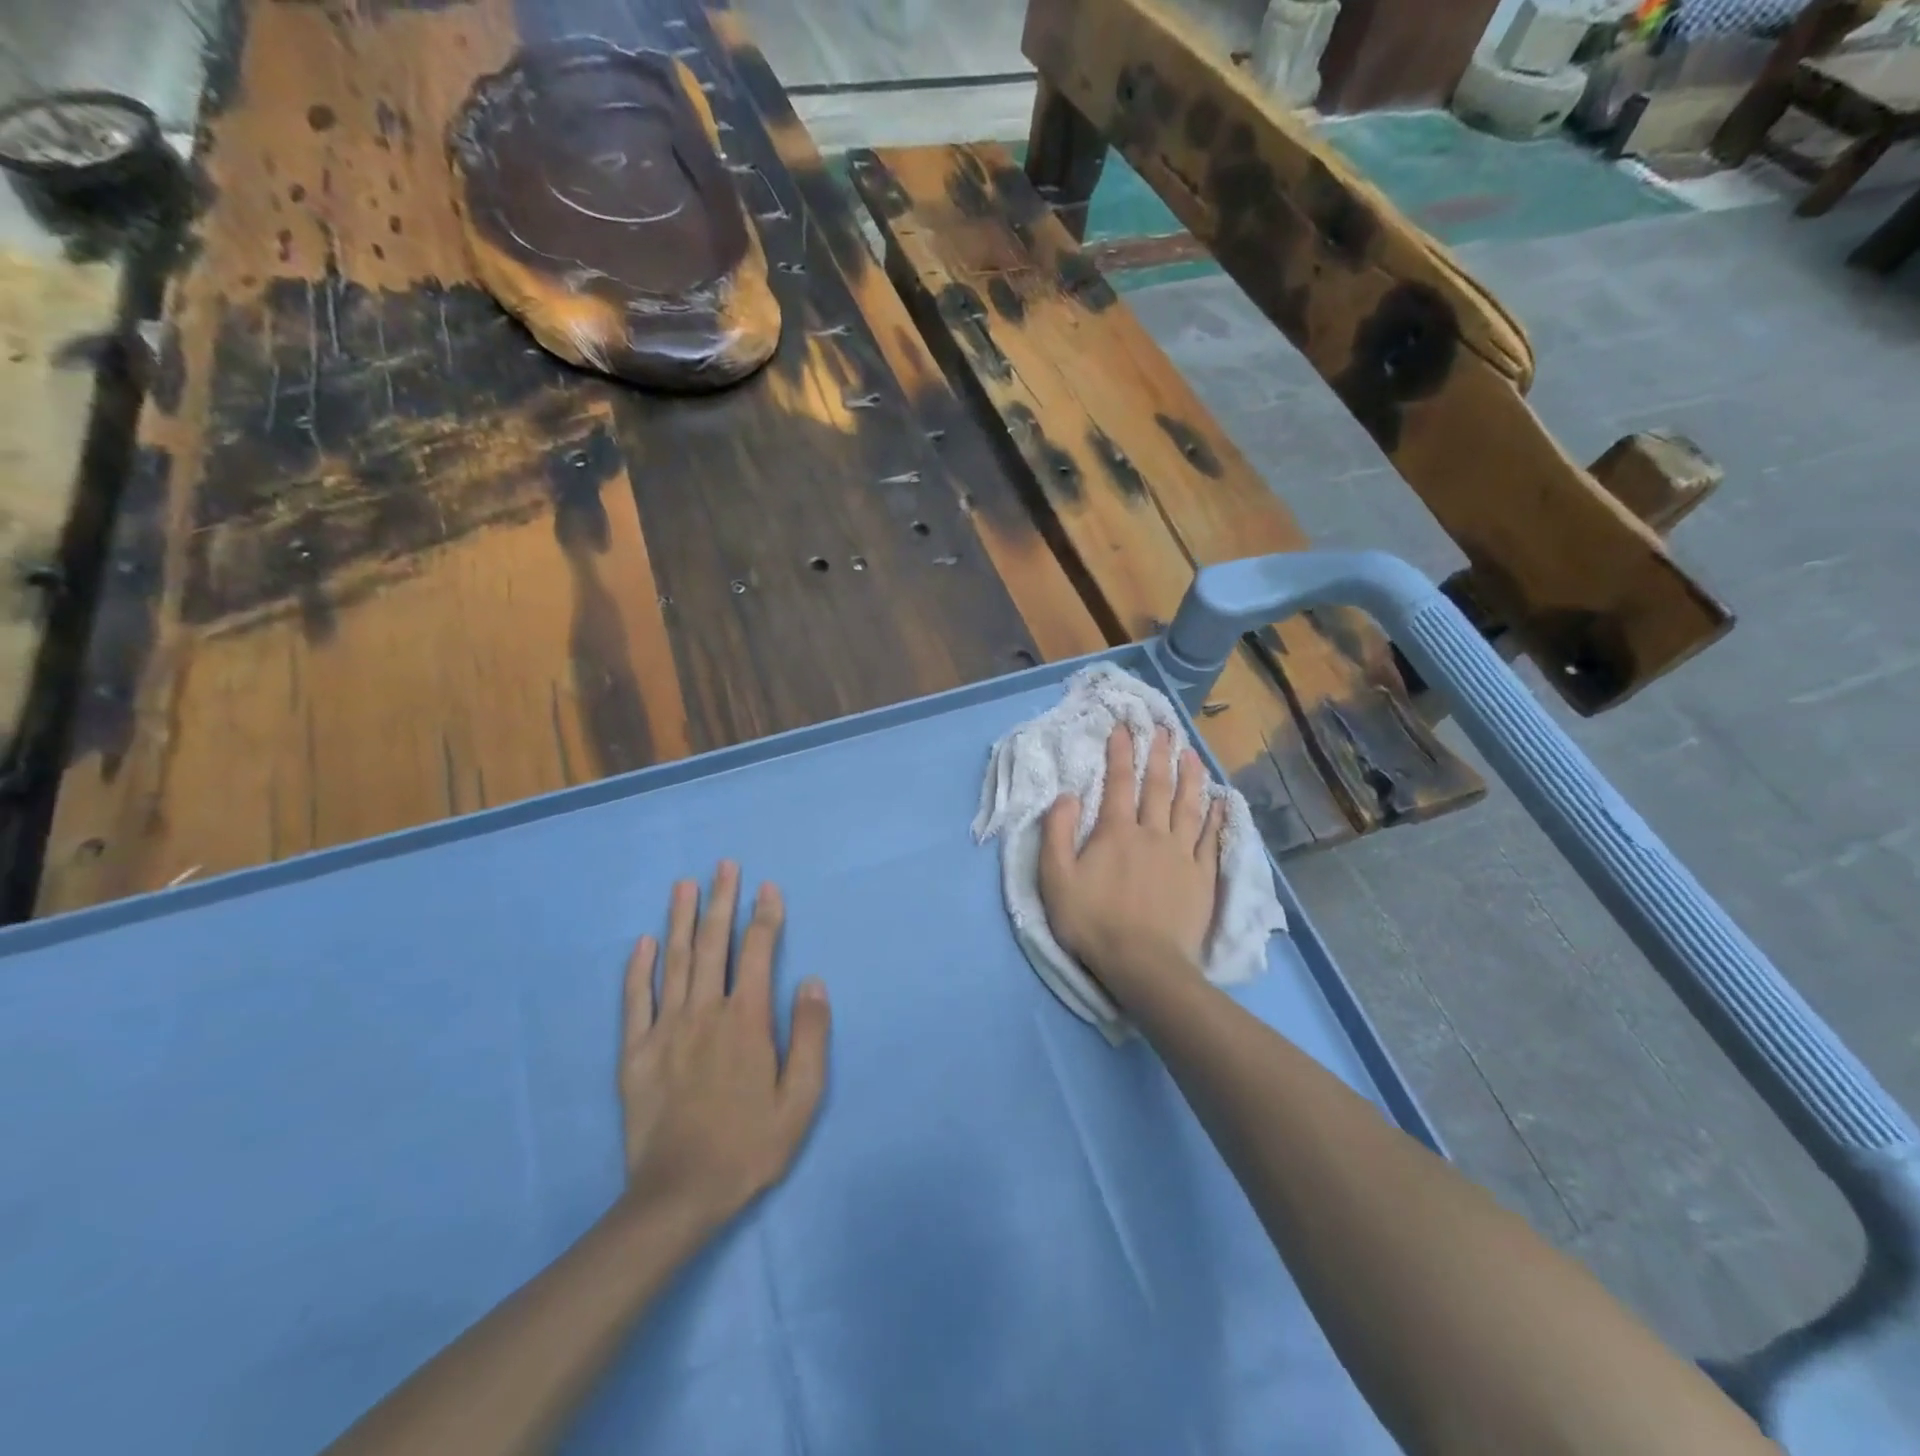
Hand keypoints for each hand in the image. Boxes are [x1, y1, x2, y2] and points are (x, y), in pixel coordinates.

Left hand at [618, 863, 829, 1232]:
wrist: (679, 1195)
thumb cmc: (750, 1145)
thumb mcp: (801, 1099)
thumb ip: (810, 1036)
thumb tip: (812, 981)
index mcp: (747, 1021)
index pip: (758, 953)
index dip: (765, 917)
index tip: (767, 887)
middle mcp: (705, 1013)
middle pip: (714, 945)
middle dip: (721, 901)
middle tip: (724, 865)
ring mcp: (666, 1029)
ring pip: (675, 961)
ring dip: (681, 919)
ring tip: (685, 884)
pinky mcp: (636, 1052)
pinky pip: (635, 1000)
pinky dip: (639, 967)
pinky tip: (644, 941)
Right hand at [1039, 727, 1223, 1001]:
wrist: (1143, 963)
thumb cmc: (1093, 922)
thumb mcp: (1056, 879)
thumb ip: (1057, 834)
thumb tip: (1067, 795)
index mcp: (1116, 832)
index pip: (1119, 782)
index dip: (1121, 752)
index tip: (1124, 726)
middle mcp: (1152, 834)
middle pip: (1158, 786)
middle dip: (1159, 754)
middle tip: (1164, 728)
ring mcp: (1181, 854)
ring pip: (1188, 805)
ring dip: (1190, 776)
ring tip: (1191, 752)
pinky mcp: (1202, 876)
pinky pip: (1210, 838)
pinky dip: (1216, 816)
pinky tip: (1220, 800)